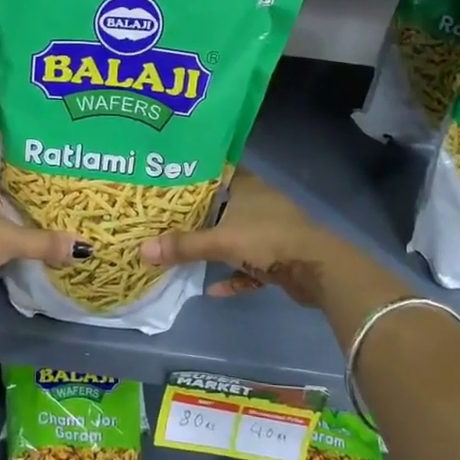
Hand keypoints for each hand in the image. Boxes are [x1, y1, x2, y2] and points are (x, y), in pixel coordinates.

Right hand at [138, 170, 348, 307]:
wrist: (317, 269)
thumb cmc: (268, 239)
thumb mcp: (221, 240)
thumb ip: (183, 246)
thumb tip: (142, 250)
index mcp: (247, 186)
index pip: (217, 170)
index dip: (194, 173)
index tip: (169, 179)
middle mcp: (258, 203)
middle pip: (223, 205)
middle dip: (198, 215)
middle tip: (166, 219)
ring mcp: (270, 230)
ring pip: (235, 235)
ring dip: (215, 247)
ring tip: (184, 252)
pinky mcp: (278, 257)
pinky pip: (248, 265)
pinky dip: (234, 276)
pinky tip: (213, 289)